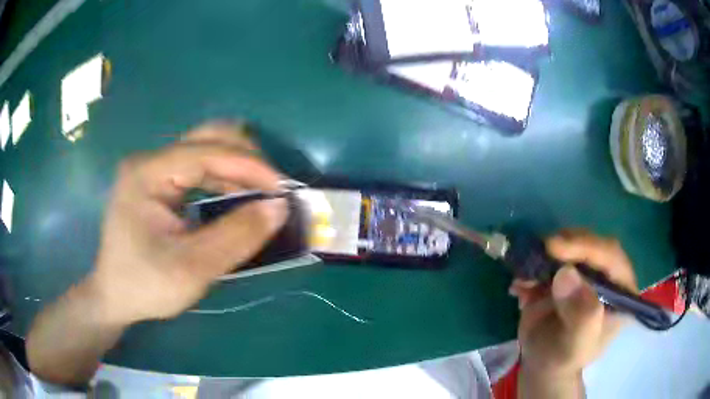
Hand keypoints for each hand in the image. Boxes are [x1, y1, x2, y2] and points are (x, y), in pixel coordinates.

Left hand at [88, 122, 287, 323]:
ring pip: (205, 150)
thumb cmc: (146, 285)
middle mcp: (149, 161)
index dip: (249, 165)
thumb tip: (279, 206)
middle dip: (245, 159)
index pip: (207, 152)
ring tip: (260, 196)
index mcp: (147, 173)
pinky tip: (236, 198)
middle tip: (271, 189)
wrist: (115, 297)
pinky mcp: (157, 182)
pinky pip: (197, 168)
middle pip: (207, 138)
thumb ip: (237, 236)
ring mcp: (152, 169)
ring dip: (237, 169)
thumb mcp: (193, 268)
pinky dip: (223, 179)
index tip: (282, 189)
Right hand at [510, 229, 637, 380]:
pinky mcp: (563, 273)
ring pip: (569, 245)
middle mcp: (606, 274)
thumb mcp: (576, 345)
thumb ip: (580, 315)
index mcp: (620, 290)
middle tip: (540, 251)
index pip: (611, 256)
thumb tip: (566, 274)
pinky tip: (519, 286)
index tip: (556, 247)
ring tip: (524, 275)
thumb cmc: (566, 358)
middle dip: (565, 245)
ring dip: (544, 255)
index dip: (587, 246)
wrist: (543, 365)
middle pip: (590, 244)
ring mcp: (585, 272)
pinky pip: (549, 258)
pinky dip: (531, 266)